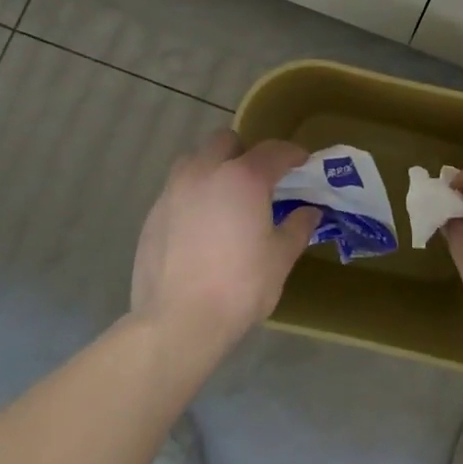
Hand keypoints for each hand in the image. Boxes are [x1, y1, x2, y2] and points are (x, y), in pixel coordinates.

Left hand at [130, 130, 318, 353]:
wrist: (177, 322)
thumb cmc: (238, 287)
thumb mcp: (279, 258)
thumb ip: (297, 228)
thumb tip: (310, 212)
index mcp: (243, 178)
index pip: (273, 150)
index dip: (292, 153)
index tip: (302, 162)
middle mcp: (205, 172)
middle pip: (225, 141)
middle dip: (244, 152)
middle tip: (258, 180)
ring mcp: (173, 191)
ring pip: (194, 160)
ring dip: (212, 168)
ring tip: (224, 198)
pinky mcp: (152, 214)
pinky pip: (177, 190)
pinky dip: (192, 196)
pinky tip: (200, 227)